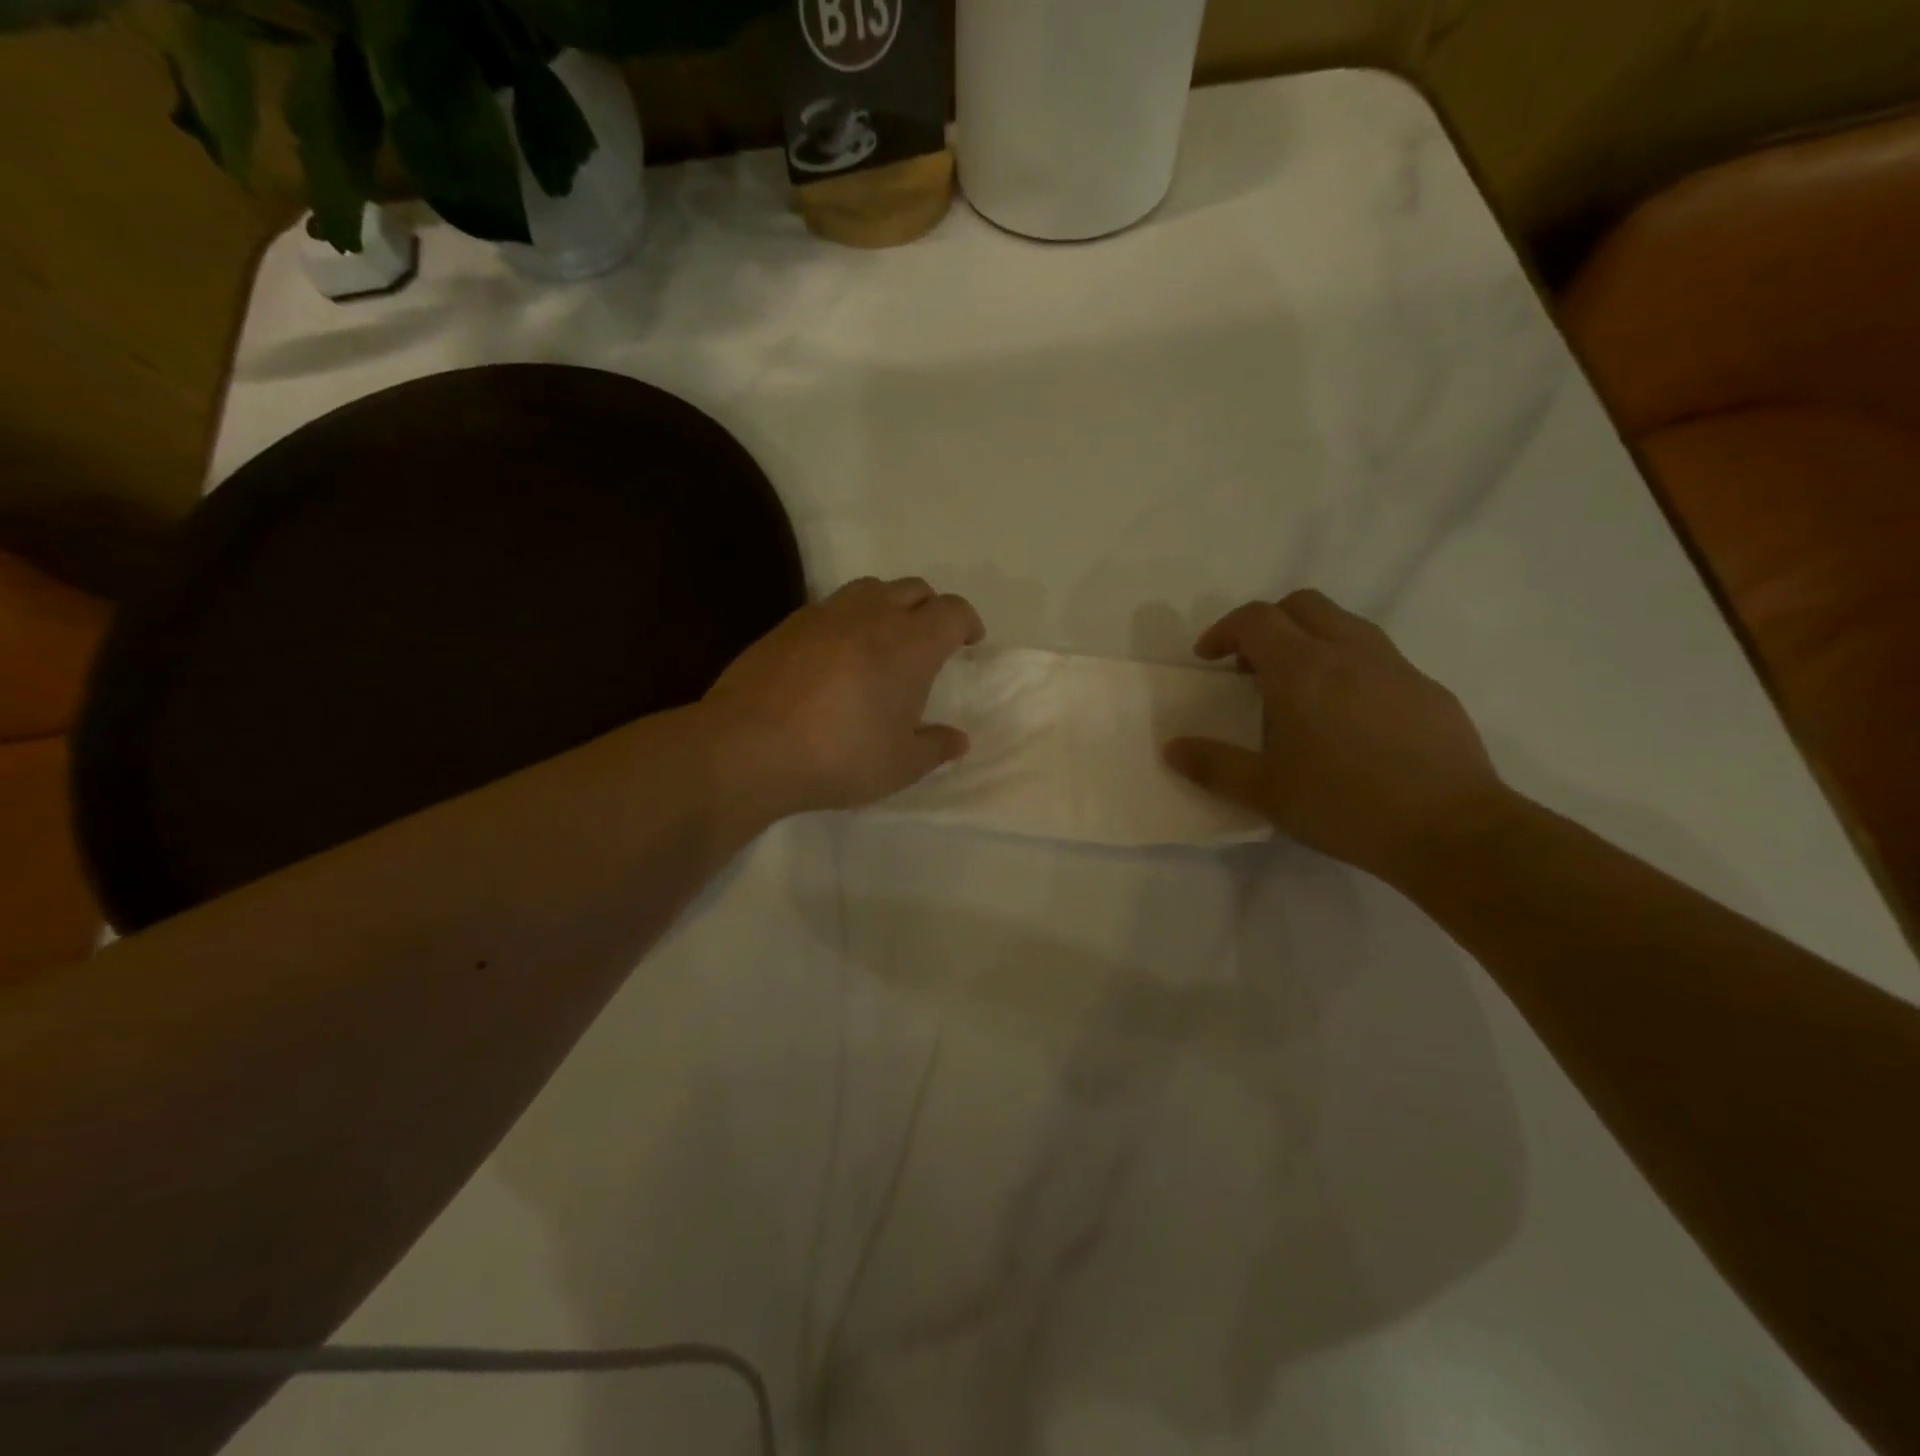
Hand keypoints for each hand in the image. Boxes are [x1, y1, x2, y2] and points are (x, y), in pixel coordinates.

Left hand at [704, 576, 984, 816]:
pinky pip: (830, 606)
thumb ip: (935, 748)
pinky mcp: (788, 623)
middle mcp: (871, 615)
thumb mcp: (900, 765)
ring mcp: (824, 614)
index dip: (967, 622)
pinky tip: (837, 653)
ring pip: (870, 588)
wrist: (749, 746)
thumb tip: (958, 740)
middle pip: (914, 589)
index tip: (970, 641)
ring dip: (888, 605)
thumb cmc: (839, 756)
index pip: (952, 611)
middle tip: (930, 641)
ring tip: (884, 639)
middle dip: (930, 609)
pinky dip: (848, 619)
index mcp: (910, 644)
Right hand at [1164, 589, 1511, 881]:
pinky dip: (1348, 664)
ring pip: (1344, 623)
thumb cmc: (1344, 805)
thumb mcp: (1265, 791)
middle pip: (1302, 605)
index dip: (1224, 630)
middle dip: (1268, 623)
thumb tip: (1171, 748)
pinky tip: (1348, 717)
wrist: (1450, 830)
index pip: (1255, 619)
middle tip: (1251, 666)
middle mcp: (1349, 652)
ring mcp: (1395, 666)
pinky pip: (1377, 656)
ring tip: (1298, 687)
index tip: (1210, 659)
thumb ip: (1213, 765)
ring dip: (1310, 638)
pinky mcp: (1427, 688)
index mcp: (1302, 668)